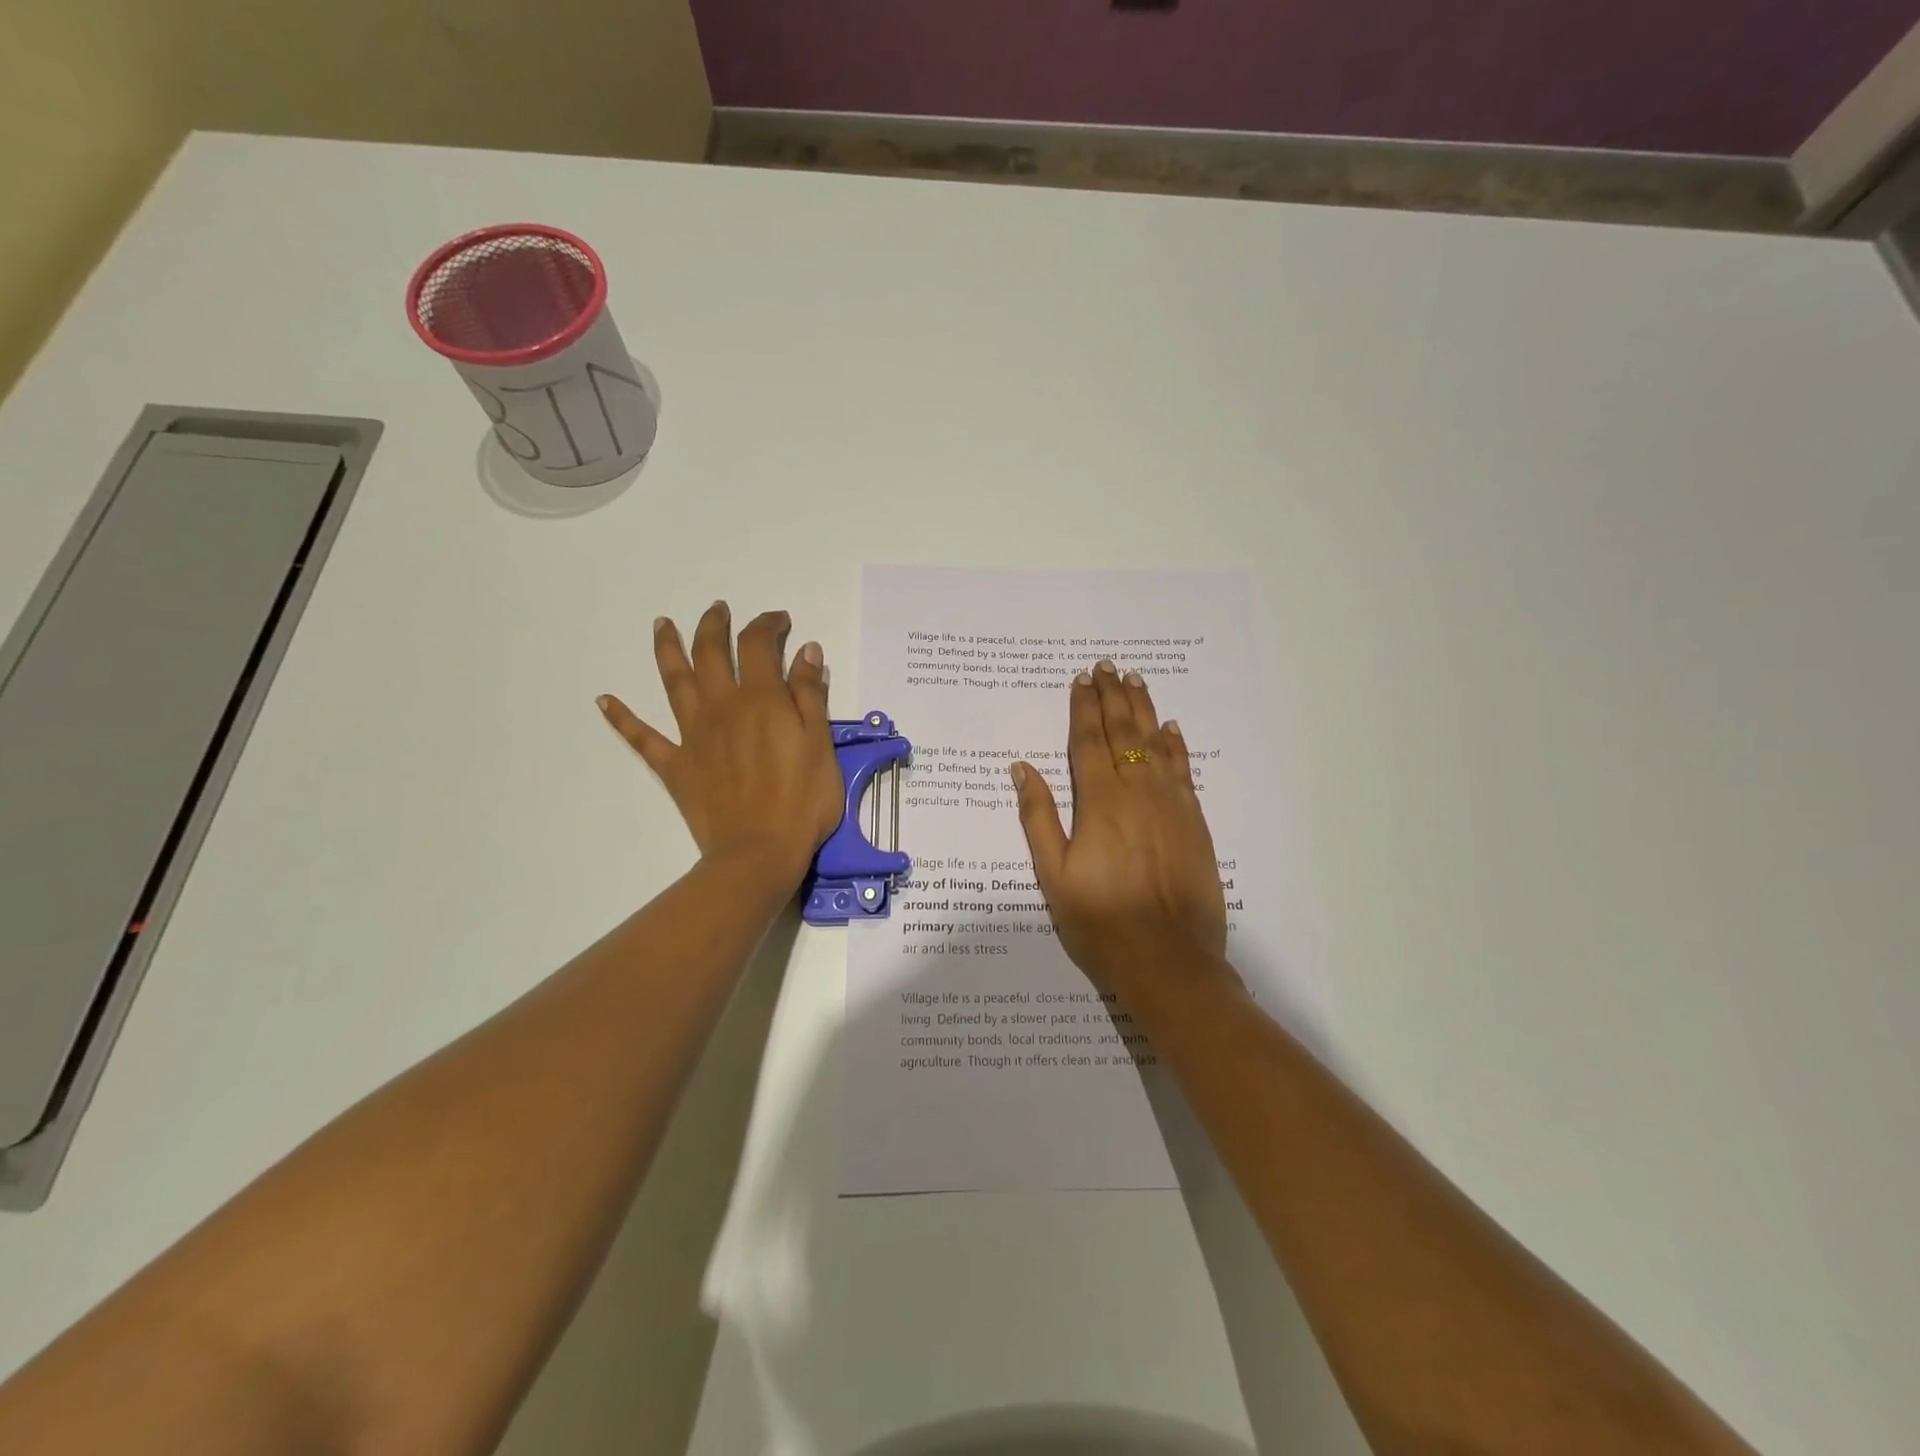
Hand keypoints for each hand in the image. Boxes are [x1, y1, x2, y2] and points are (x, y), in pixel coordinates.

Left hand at [599, 602, 842, 885]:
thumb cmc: (802, 801)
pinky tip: (605, 700)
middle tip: (718, 609)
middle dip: (714, 625)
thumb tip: (806, 651)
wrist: (758, 853)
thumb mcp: (821, 745)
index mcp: (760, 699)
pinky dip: (622, 718)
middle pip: (710, 653)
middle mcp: (721, 707)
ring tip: (661, 625)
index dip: (768, 625)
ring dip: (667, 649)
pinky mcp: (676, 766)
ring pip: (674, 682)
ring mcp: (693, 735)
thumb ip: (810, 695)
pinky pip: (643, 738)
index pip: (759, 645)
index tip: (779, 620)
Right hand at [1011, 661, 1230, 999]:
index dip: (1083, 708)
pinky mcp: (1194, 823)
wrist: (1169, 961)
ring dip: (1143, 709)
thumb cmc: (1100, 922)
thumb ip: (1038, 818)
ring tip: (1134, 681)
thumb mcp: (1053, 875)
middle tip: (1107, 667)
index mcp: (1099, 803)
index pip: (1089, 742)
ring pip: (1156, 744)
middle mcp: (1137, 793)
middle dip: (1112, 697)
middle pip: (1123, 733)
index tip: (1080, 681)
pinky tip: (1170, 729)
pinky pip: (1183, 771)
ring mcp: (1171, 805)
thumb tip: (1022, 768)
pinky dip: (1175, 746)